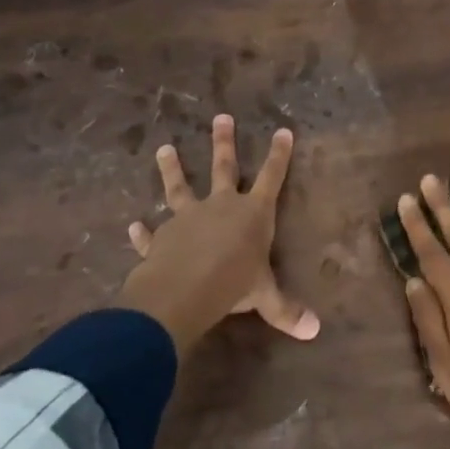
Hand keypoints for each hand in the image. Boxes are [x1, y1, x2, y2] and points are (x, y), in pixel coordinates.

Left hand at [115, 114, 319, 354]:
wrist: (184, 290)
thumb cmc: (233, 285)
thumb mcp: (265, 297)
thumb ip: (286, 310)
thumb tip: (315, 331)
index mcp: (251, 213)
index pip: (271, 177)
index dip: (278, 155)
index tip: (283, 130)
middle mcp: (220, 206)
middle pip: (224, 167)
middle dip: (224, 142)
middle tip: (221, 117)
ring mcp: (188, 218)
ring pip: (179, 187)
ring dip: (172, 168)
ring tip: (164, 148)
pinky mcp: (161, 237)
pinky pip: (151, 233)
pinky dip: (142, 232)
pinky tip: (134, 226)